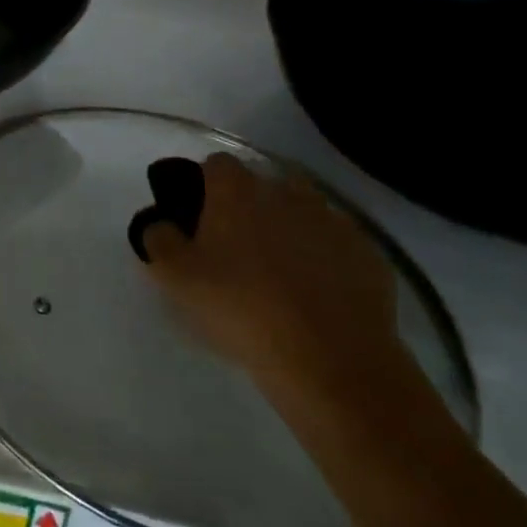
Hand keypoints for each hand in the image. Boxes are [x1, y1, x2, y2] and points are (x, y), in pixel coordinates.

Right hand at [144, 154, 408, 404]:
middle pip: (263, 183)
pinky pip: (338, 246)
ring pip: (305, 211)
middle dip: (250, 204)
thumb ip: (158, 239)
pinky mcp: (369, 256)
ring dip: (291, 227)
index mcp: (237, 191)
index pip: (216, 164)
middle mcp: (286, 193)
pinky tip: (318, 293)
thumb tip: (160, 224)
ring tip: (279, 268)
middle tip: (237, 246)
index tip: (197, 216)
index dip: (204, 184)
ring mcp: (333, 222)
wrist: (331, 362)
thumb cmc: (240, 309)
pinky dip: (326, 258)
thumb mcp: (175, 277)